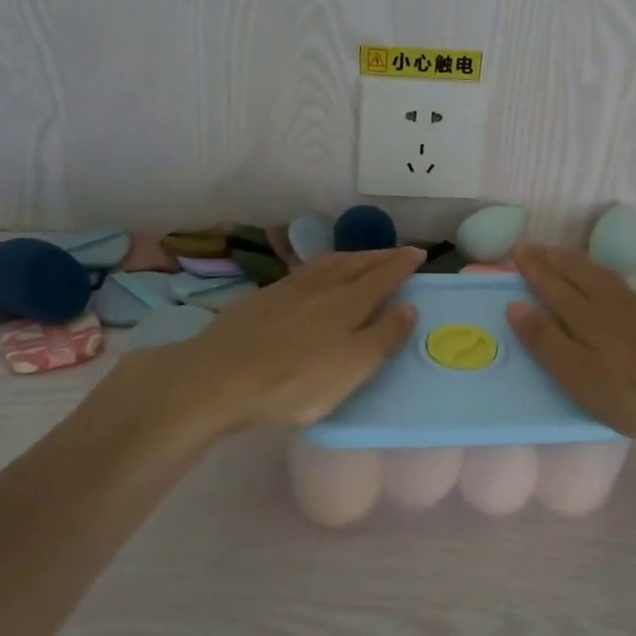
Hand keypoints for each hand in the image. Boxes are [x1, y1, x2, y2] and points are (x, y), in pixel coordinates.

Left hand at [85, 248, 422, 459]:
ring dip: (353, 257)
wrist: (215, 379)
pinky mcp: (262, 298)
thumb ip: (384, 337)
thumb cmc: (293, 382)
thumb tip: (409, 306)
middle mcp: (321, 286)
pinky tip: (318, 276)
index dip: (403, 264)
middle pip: (357, 263)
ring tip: (364, 258)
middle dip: (382, 256)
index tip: (420, 254)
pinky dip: (324, 266)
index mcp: (348, 302)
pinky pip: (305, 271)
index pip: (384, 275)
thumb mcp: (351, 369)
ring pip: (329, 263)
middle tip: (399, 253)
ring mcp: (288, 289)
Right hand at [507, 245, 635, 443]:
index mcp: (585, 317)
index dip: (533, 268)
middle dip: (553, 258)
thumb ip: (547, 341)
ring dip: (577, 262)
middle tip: (534, 247)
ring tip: (564, 256)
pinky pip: (618, 284)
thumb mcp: (580, 375)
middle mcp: (609, 304)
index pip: (552, 285)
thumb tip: (515, 304)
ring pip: (600, 275)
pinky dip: (600, 274)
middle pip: (577, 272)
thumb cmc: (634, 393)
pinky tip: (607, 283)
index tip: (516, 249)